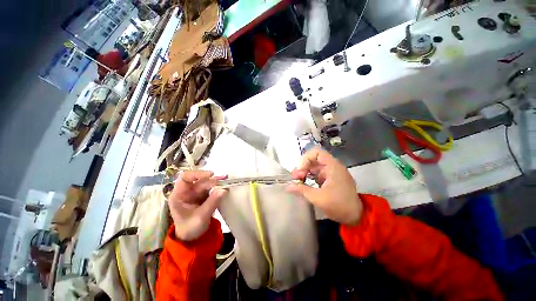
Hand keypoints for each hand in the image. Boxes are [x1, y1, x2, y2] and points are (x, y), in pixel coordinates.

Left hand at [167, 170, 226, 240]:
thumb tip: (224, 190)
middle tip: (223, 181)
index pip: (185, 178)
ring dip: (216, 182)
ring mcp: (195, 193)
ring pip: (206, 183)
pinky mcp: (202, 196)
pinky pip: (211, 188)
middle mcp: (186, 192)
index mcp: (179, 195)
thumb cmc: (190, 228)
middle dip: (211, 180)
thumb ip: (212, 203)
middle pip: (199, 181)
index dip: (197, 174)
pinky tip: (224, 186)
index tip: (211, 174)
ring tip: (226, 181)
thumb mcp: (201, 217)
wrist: (192, 238)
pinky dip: (218, 187)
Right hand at [287, 147, 362, 224]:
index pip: (317, 152)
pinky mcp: (329, 179)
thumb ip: (302, 190)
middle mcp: (332, 166)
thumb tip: (287, 187)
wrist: (355, 217)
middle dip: (302, 166)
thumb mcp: (318, 198)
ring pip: (313, 166)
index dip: (306, 159)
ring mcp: (330, 173)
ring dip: (304, 172)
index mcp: (333, 167)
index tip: (300, 171)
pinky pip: (316, 174)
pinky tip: (303, 184)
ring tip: (297, 180)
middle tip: (295, 177)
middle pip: (313, 159)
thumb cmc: (339, 205)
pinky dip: (308, 177)